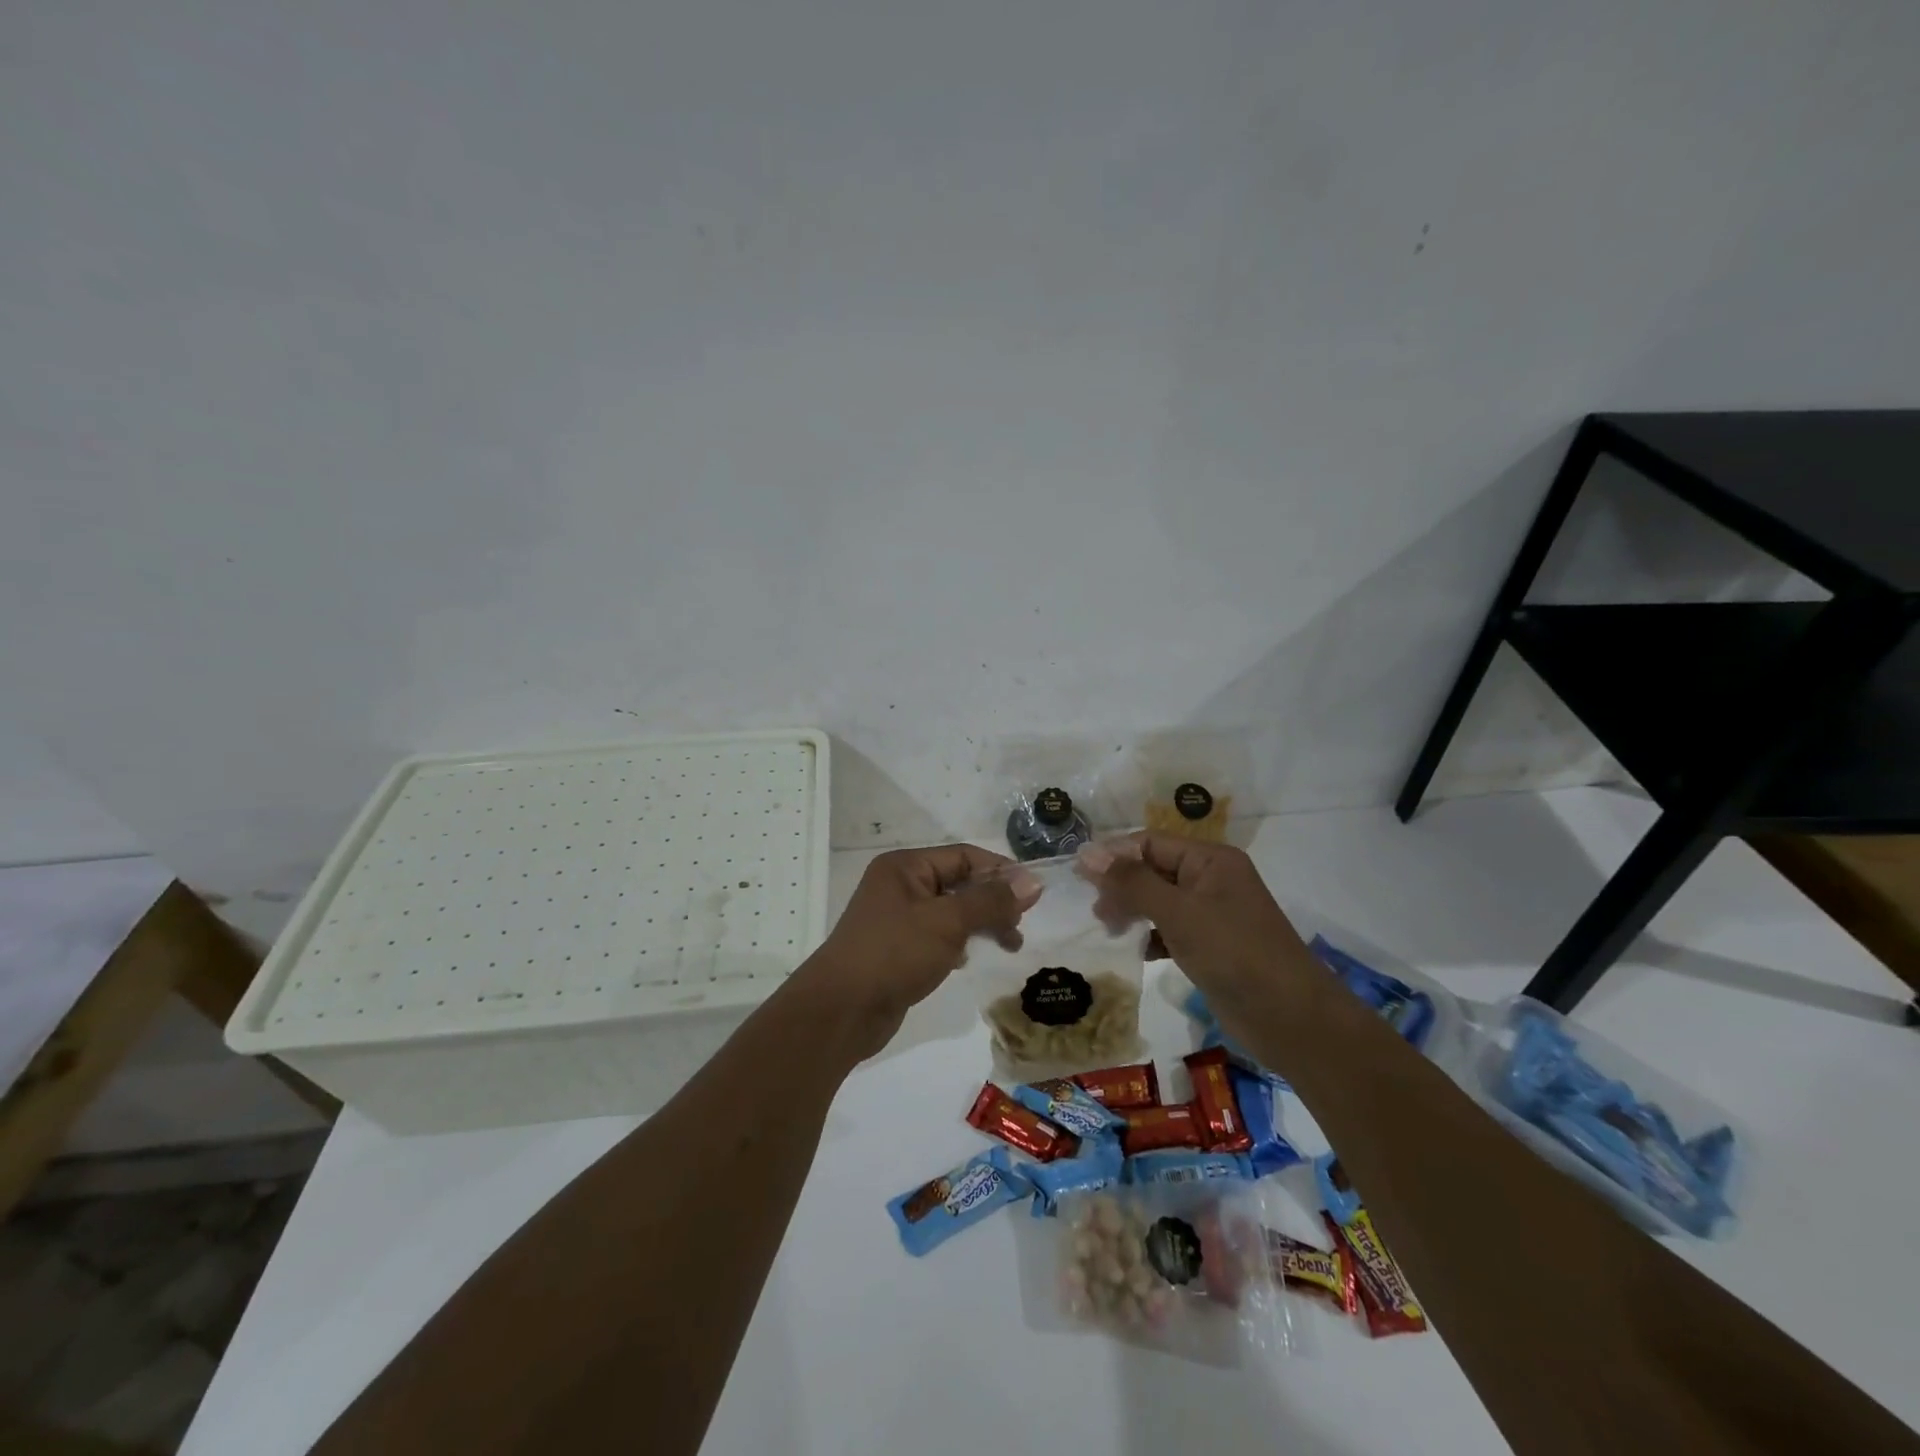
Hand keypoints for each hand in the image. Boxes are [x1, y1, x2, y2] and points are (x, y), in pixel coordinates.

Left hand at [794, 844, 1035, 1060]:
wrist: (841, 1011)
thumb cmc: (895, 953)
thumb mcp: (948, 922)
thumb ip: (991, 900)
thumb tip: (1033, 882)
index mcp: (906, 866)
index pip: (964, 856)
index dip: (1000, 871)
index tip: (1033, 895)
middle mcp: (900, 885)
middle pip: (959, 883)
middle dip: (993, 901)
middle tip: (1020, 926)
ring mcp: (897, 918)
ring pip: (951, 911)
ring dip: (980, 924)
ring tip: (1008, 945)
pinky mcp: (898, 949)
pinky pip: (938, 936)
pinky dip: (959, 943)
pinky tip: (967, 960)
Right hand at [1084, 834, 1314, 1017]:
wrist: (1291, 1019)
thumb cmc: (1234, 953)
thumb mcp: (1179, 912)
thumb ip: (1132, 882)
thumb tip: (1087, 853)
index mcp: (1210, 859)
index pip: (1151, 842)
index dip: (1114, 855)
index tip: (1078, 875)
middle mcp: (1211, 880)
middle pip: (1153, 870)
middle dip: (1122, 885)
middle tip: (1095, 911)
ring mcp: (1212, 914)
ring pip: (1159, 901)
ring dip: (1132, 911)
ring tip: (1110, 930)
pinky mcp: (1210, 946)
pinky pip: (1170, 930)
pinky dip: (1149, 937)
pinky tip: (1135, 951)